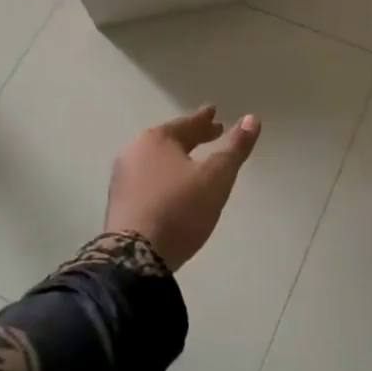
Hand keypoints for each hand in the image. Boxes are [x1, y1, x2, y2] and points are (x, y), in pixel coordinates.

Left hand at [106, 104, 261, 270]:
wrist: (134, 258)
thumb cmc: (179, 208)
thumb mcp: (216, 177)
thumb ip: (235, 148)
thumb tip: (252, 119)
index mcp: (155, 140)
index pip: (186, 124)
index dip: (204, 120)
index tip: (214, 112)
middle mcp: (134, 153)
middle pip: (169, 140)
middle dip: (192, 137)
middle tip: (212, 133)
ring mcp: (122, 180)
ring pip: (157, 161)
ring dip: (178, 159)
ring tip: (194, 163)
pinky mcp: (120, 205)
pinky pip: (148, 181)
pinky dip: (165, 178)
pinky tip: (174, 189)